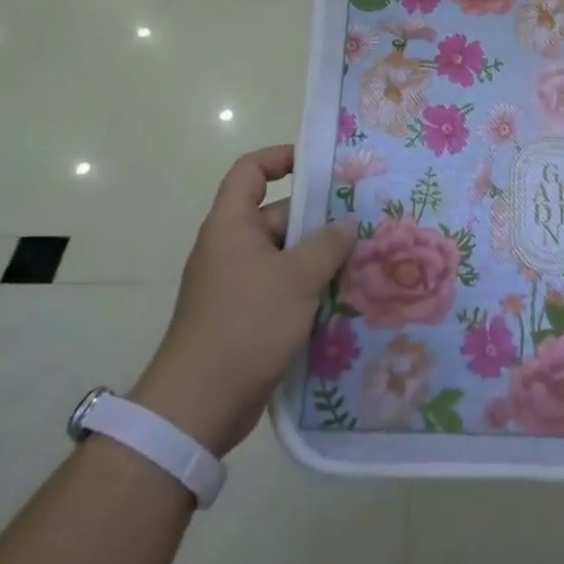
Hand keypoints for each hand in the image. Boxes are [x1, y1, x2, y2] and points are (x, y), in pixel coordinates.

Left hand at [131, 146, 354, 457]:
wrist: (199, 405)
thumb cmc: (246, 324)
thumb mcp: (296, 279)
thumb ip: (327, 245)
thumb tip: (347, 223)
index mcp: (232, 224)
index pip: (251, 171)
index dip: (282, 158)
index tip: (321, 165)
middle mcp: (232, 247)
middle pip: (278, 215)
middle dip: (319, 219)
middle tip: (364, 222)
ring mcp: (238, 283)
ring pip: (286, 255)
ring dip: (320, 258)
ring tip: (365, 260)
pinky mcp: (246, 315)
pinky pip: (283, 287)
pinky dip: (310, 289)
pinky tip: (345, 298)